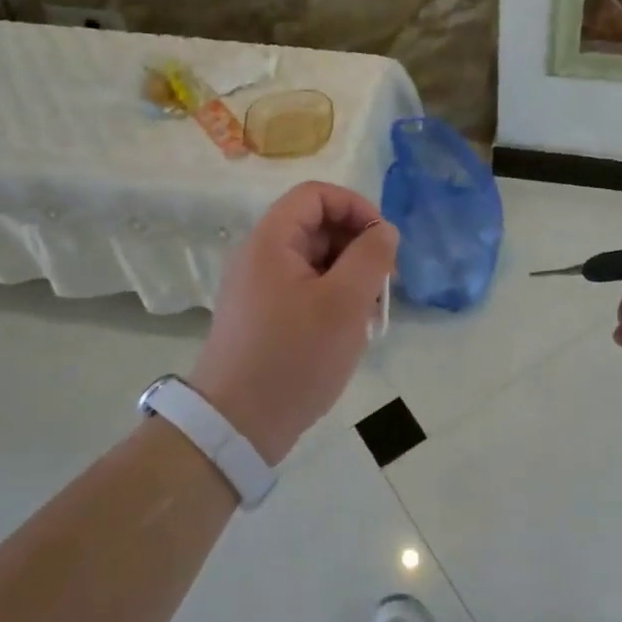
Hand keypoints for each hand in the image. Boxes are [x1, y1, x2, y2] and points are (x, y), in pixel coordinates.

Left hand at [190, 181, 397, 464]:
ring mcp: (258, 288)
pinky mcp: (262, 316)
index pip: (316, 195)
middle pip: (315, 225)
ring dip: (348, 274)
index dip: (355, 207)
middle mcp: (259, 256)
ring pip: (313, 260)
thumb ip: (371, 256)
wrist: (236, 426)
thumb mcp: (345, 303)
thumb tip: (385, 230)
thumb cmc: (294, 357)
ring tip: (370, 310)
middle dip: (357, 244)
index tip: (384, 241)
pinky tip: (348, 328)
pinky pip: (303, 287)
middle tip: (384, 282)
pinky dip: (332, 296)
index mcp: (271, 241)